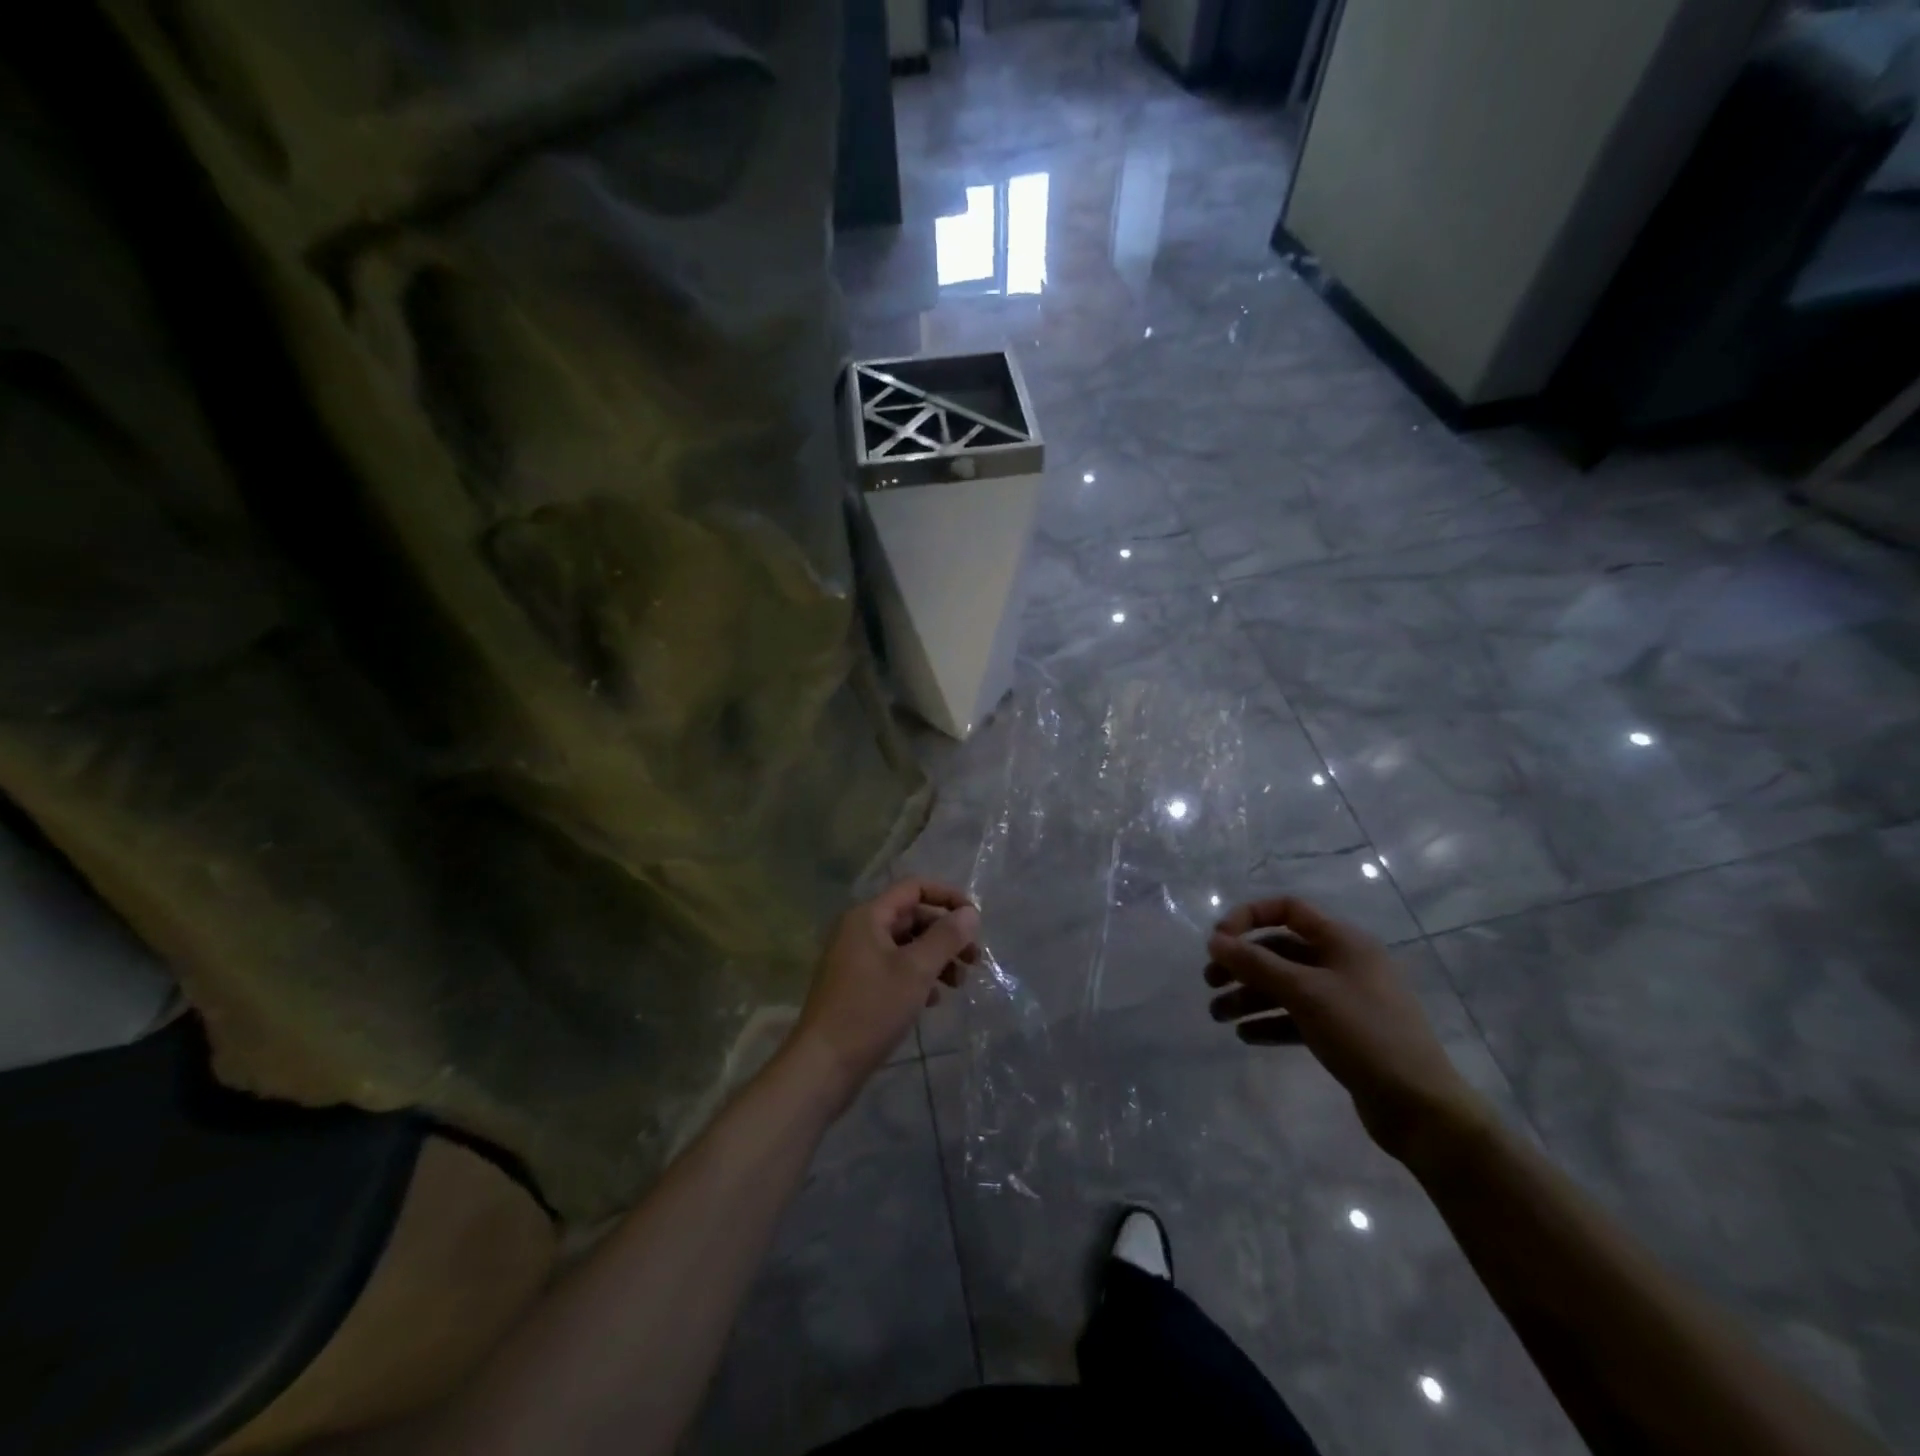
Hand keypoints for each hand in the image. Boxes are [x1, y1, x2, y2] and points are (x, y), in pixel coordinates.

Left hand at [790, 879, 980, 1107]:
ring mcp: (856, 960)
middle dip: (946, 935)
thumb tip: (971, 913)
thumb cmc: (870, 1010)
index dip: (947, 897)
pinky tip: (933, 1001)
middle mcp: (859, 931)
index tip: (975, 920)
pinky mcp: (858, 987)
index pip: (913, 888)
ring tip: (959, 984)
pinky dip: (918, 978)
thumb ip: (946, 937)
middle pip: (912, 918)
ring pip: (906, 946)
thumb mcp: (916, 970)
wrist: (824, 1065)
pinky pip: (895, 969)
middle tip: (974, 960)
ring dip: (936, 959)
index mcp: (868, 917)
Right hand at [1205, 896, 1490, 1167]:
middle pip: (1281, 950)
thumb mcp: (1305, 992)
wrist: (1421, 1107)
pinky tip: (1246, 1035)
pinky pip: (1297, 1016)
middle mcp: (1344, 962)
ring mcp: (1345, 999)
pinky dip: (1270, 1021)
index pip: (1288, 909)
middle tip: (1210, 982)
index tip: (1219, 941)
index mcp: (1343, 941)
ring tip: (1218, 1016)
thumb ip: (1256, 963)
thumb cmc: (1364, 1033)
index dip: (1248, 918)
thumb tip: (1215, 940)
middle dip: (1243, 964)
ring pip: (1286, 986)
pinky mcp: (1343, 1032)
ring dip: (1249, 996)